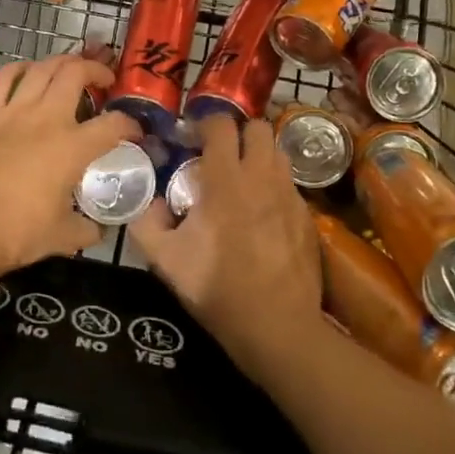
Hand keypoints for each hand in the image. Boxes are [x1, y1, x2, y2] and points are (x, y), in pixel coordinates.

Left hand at [0, 51, 138, 281]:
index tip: (134, 131)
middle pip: (77, 73)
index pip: (114, 124)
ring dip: (63, 63)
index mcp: (73, 148)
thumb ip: (87, 228)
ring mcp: (14, 111)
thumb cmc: (17, 234)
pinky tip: (30, 72)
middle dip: (97, 71)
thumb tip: (99, 228)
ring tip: (71, 70)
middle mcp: (48, 119)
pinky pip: (6, 77)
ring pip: (44, 67)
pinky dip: (22, 68)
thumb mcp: (63, 237)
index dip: (131, 124)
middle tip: (104, 81)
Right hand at [130, 112, 322, 368]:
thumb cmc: (217, 289)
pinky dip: (274, 186)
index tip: (190, 141)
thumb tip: (151, 203)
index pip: (221, 124)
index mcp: (226, 179)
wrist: (277, 328)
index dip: (204, 124)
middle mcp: (262, 177)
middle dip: (239, 134)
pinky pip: (289, 184)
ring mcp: (290, 195)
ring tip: (242, 180)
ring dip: (259, 156)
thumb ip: (146, 223)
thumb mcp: (165, 260)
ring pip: (278, 152)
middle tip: (220, 155)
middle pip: (259, 127)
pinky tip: (262, 213)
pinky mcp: (308, 217)